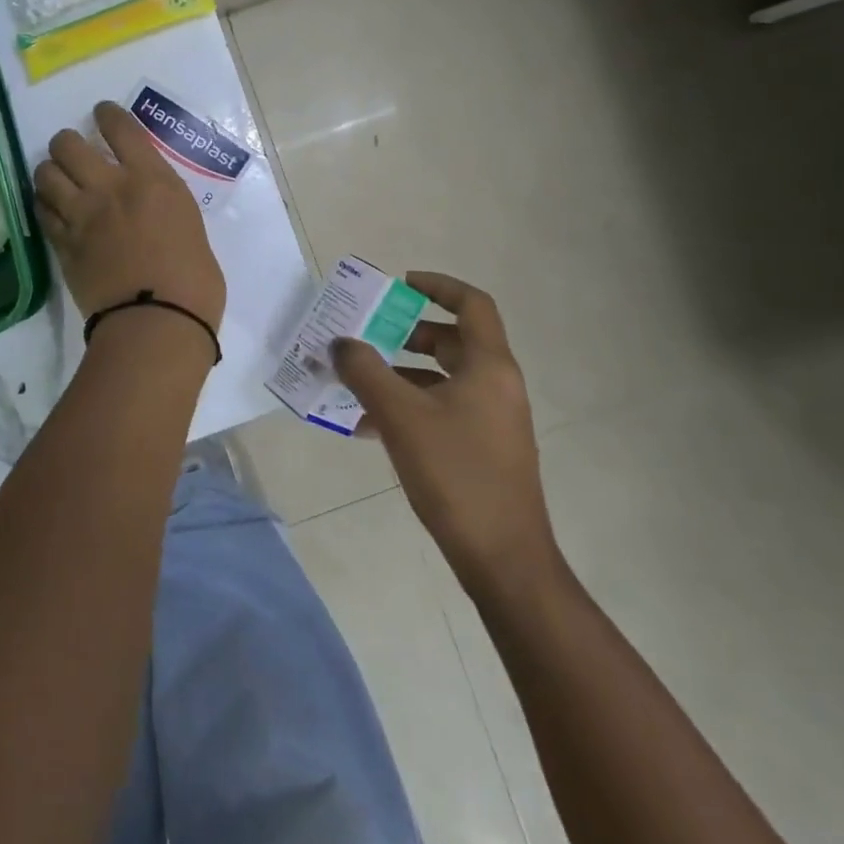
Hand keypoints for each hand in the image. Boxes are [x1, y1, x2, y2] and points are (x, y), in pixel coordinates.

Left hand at [33, 102, 225, 335]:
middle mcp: (110, 188)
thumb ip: (164, 207)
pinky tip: (51, 207)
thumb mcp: (190, 228)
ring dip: (50, 171)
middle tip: (74, 152)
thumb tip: (150, 210)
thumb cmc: (194, 282)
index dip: (107, 114)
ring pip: (45, 174)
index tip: (101, 113)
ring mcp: (81, 216)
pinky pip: (41, 211)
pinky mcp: (62, 245)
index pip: (121, 128)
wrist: (157, 323)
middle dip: (68, 142)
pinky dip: (44, 204)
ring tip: (57, 178)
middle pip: (69, 144)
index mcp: (152, 180)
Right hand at [332, 273, 557, 587]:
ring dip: (401, 374)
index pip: (472, 304)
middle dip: (407, 333)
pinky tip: (369, 428)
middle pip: (453, 340)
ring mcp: (493, 419)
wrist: (503, 557)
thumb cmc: (455, 474)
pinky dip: (409, 407)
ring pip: (443, 378)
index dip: (438, 286)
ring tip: (357, 383)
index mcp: (489, 367)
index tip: (400, 285)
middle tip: (369, 335)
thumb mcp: (400, 417)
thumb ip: (365, 372)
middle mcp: (496, 385)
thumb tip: (340, 343)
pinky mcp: (483, 448)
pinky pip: (442, 410)